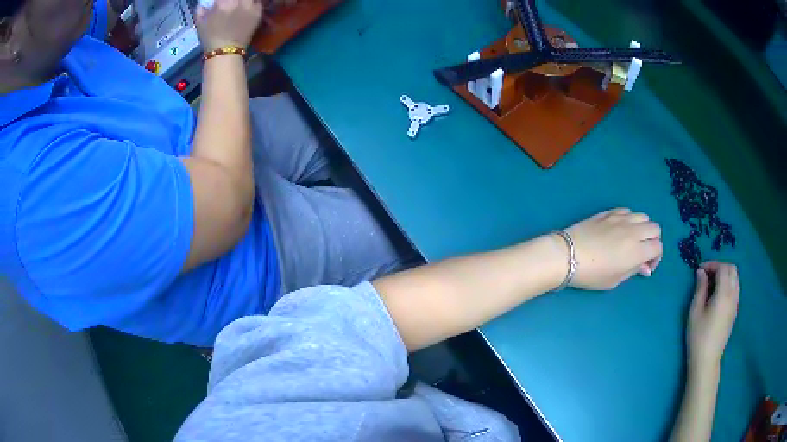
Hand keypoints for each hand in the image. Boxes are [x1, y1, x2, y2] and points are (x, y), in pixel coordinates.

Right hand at [195, 0, 263, 52]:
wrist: (225, 52)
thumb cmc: (209, 38)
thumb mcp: (200, 22)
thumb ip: (201, 8)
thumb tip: (204, 2)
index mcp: (222, 2)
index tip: (221, 2)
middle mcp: (238, 1)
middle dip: (234, 0)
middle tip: (232, 3)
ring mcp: (250, 6)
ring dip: (244, 0)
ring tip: (241, 4)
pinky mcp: (258, 12)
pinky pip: (258, 2)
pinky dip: (253, 3)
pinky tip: (248, 7)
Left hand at [565, 208, 662, 289]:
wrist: (567, 255)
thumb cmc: (592, 274)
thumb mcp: (615, 280)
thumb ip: (634, 271)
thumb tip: (645, 267)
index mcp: (637, 250)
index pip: (658, 247)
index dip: (656, 257)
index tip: (646, 266)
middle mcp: (633, 231)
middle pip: (655, 228)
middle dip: (653, 241)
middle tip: (642, 252)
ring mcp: (621, 218)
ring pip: (643, 216)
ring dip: (642, 228)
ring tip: (632, 240)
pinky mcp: (609, 212)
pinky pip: (627, 211)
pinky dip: (629, 219)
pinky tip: (620, 229)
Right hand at [687, 262, 738, 369]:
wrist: (707, 360)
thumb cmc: (698, 336)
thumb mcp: (695, 311)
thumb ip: (700, 289)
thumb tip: (701, 273)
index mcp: (724, 294)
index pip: (722, 268)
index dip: (712, 264)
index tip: (700, 270)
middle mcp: (733, 295)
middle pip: (732, 269)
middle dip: (720, 267)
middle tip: (707, 274)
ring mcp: (735, 304)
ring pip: (735, 279)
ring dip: (725, 275)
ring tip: (712, 284)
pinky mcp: (734, 311)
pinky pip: (735, 289)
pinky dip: (728, 284)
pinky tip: (717, 295)